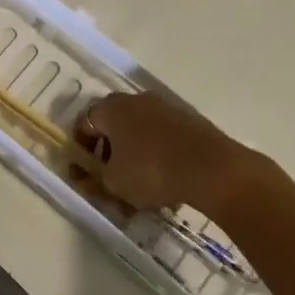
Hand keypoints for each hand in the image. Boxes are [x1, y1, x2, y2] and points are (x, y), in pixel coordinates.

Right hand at [76, 91, 266, 213]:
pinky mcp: (191, 122)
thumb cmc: (152, 171)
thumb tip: (88, 179)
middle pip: (113, 129)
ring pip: (140, 137)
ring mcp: (166, 108)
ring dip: (134, 161)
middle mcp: (136, 100)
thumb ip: (94, 180)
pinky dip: (158, 160)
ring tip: (140, 195)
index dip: (79, 152)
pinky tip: (165, 187)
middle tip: (110, 186)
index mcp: (111, 107)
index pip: (84, 124)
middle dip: (109, 159)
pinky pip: (163, 141)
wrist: (215, 170)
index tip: (83, 177)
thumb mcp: (113, 183)